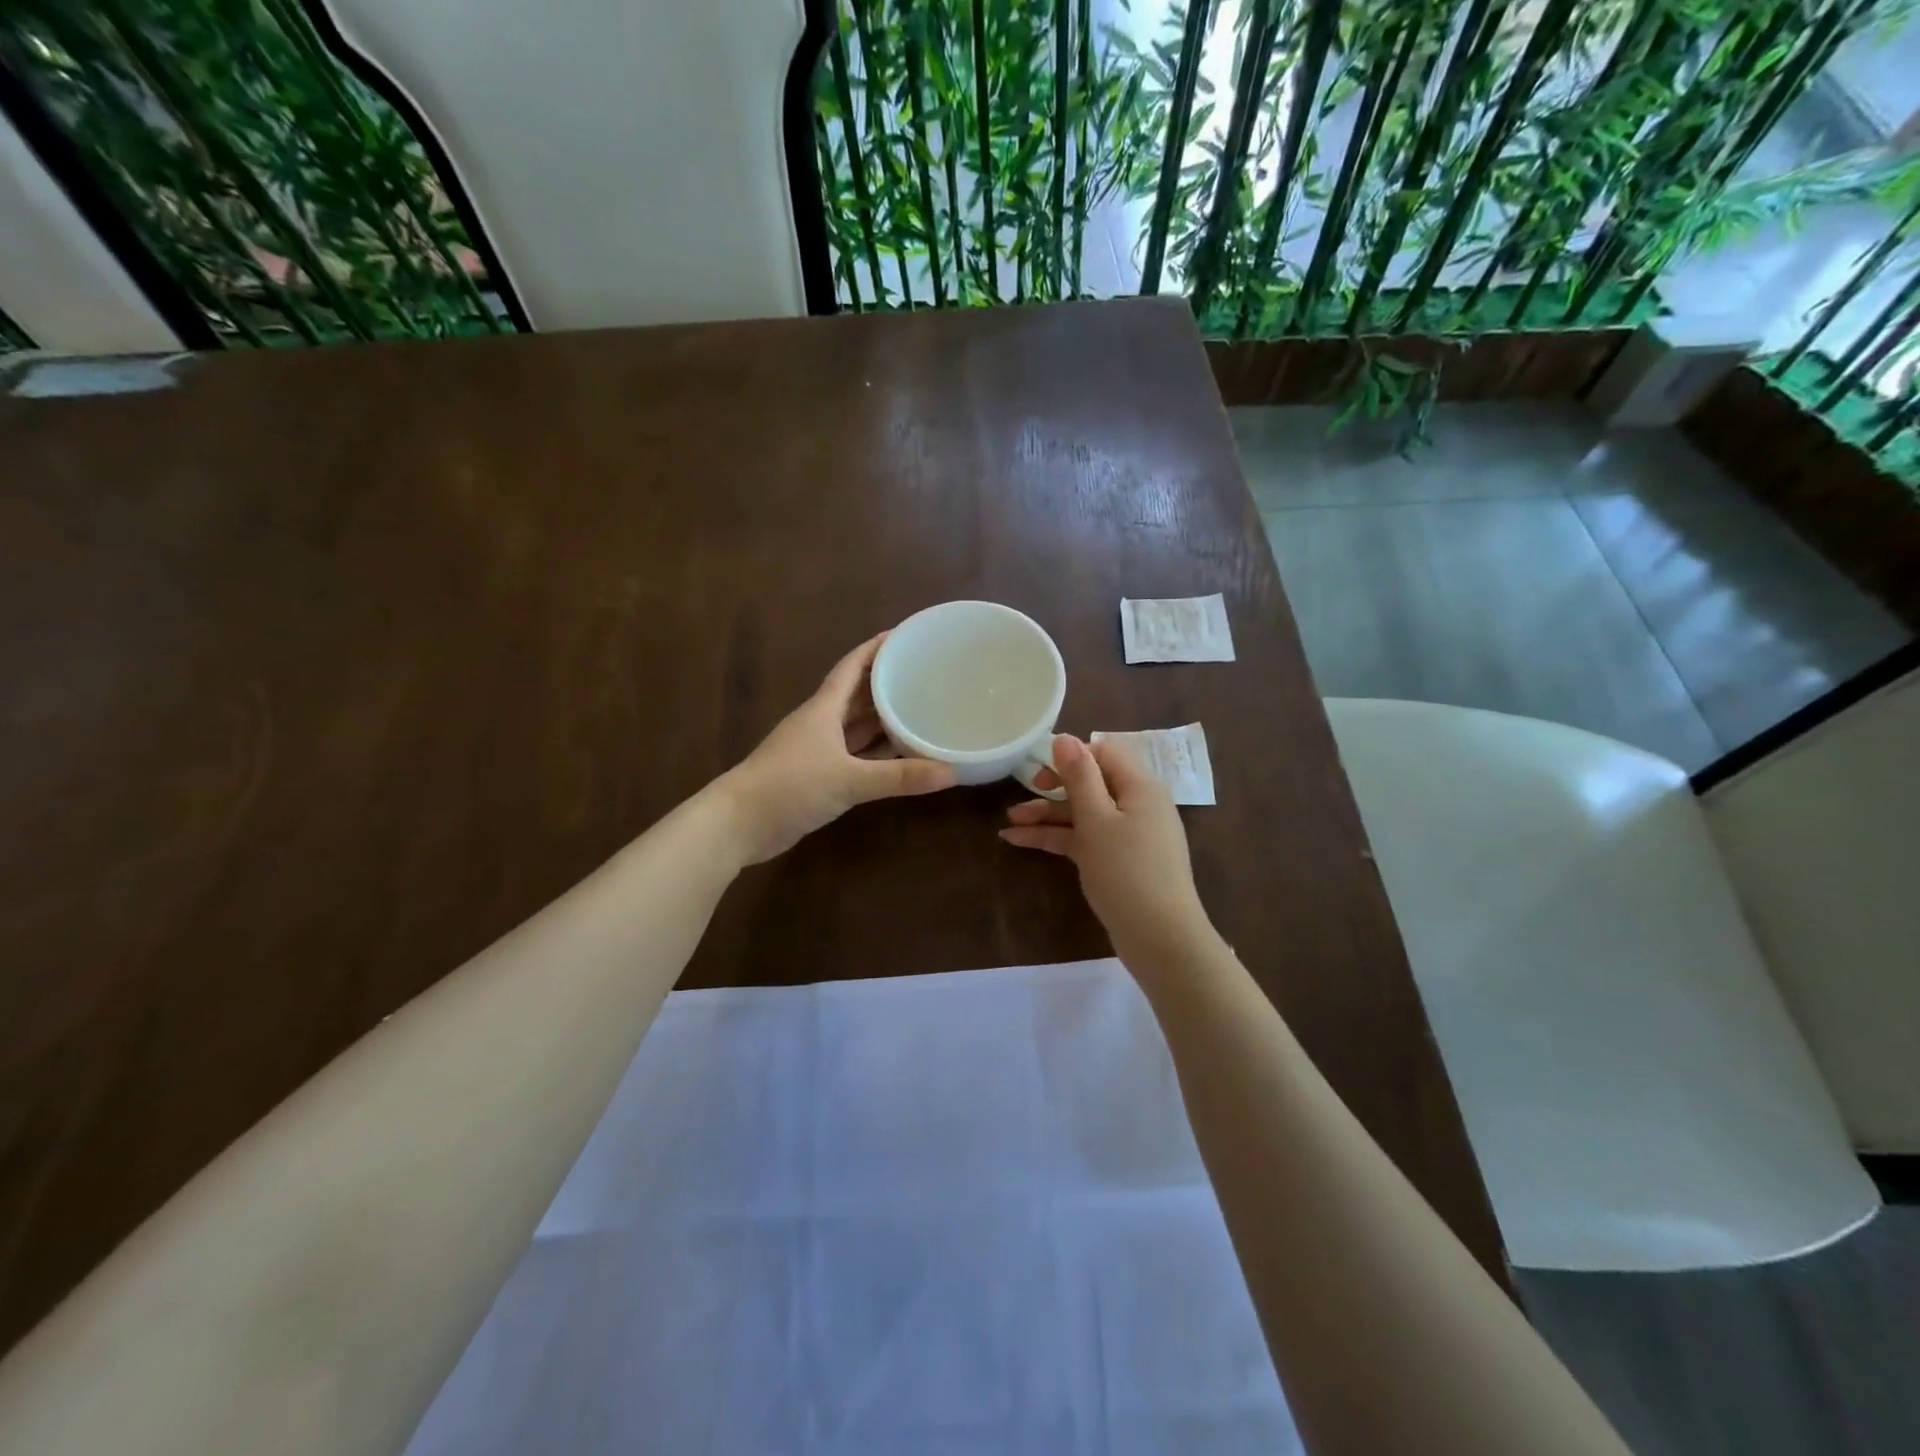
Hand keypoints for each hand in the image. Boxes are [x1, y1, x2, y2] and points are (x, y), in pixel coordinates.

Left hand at [715, 634, 956, 864]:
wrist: (739, 823)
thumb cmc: (790, 786)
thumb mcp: (849, 780)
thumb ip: (899, 777)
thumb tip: (951, 772)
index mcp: (824, 709)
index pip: (853, 666)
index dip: (877, 648)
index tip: (905, 635)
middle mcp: (821, 722)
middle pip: (858, 693)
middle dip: (887, 681)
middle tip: (925, 673)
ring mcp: (817, 749)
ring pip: (856, 725)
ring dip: (883, 717)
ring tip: (920, 708)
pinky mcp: (816, 774)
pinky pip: (854, 753)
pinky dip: (876, 751)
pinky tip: (899, 753)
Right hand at [999, 734, 1212, 969]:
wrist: (1159, 938)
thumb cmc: (1127, 871)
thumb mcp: (1097, 820)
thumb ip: (1079, 777)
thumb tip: (1065, 737)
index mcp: (1140, 786)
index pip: (1104, 752)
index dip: (1072, 754)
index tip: (1040, 766)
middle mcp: (1137, 804)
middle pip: (1091, 783)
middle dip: (1054, 787)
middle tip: (1024, 791)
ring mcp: (1127, 834)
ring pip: (1083, 813)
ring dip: (1048, 815)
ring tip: (1009, 821)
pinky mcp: (1117, 860)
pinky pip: (1084, 838)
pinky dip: (1055, 838)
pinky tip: (1019, 841)